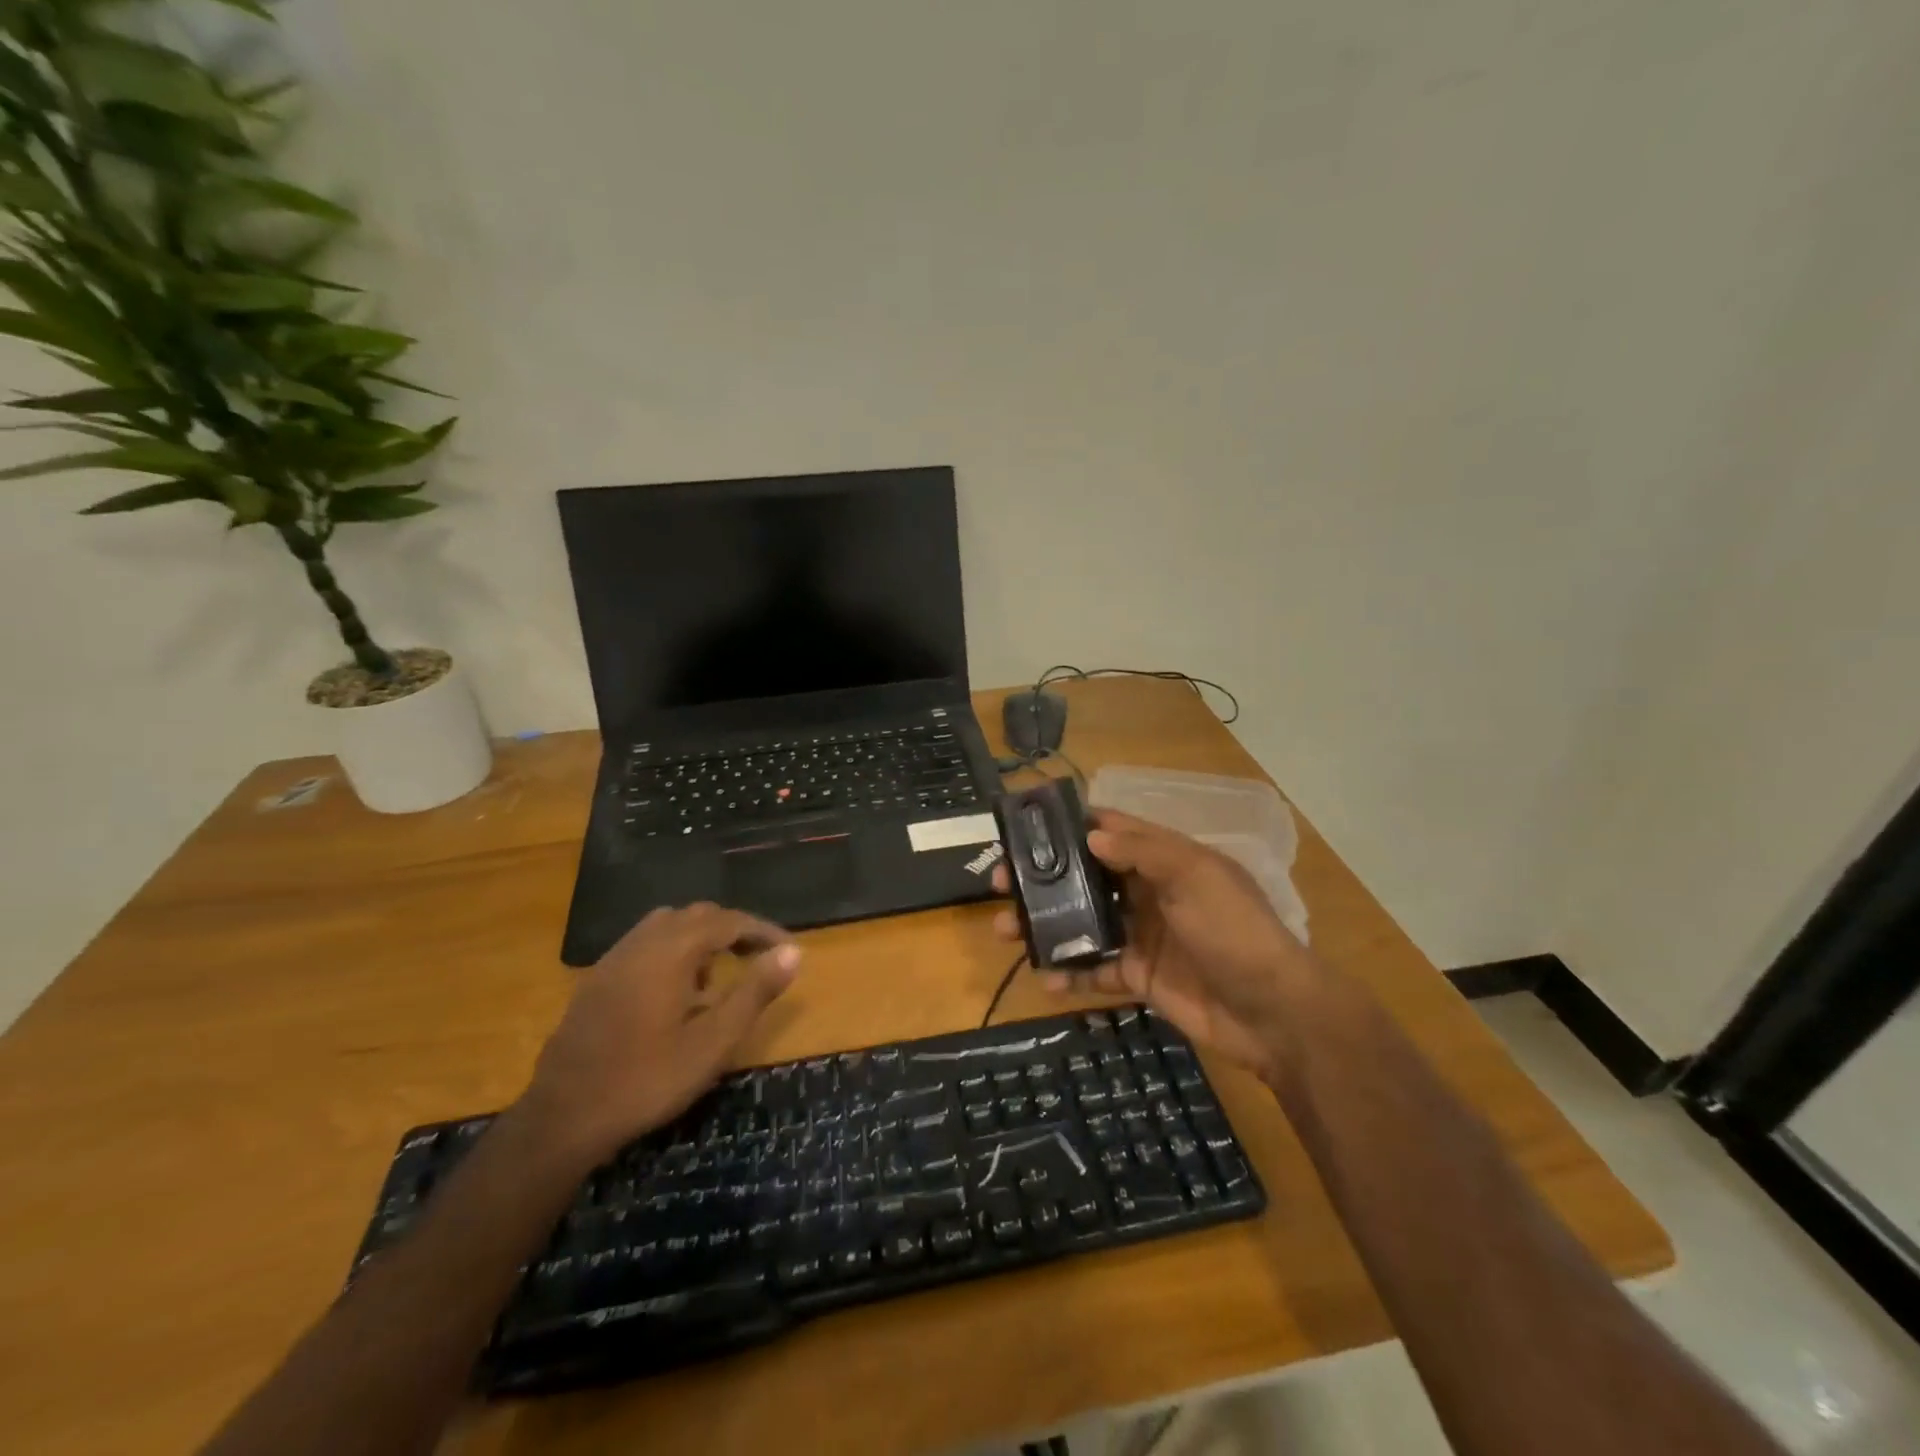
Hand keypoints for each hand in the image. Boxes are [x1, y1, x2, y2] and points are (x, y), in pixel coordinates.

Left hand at [521, 903, 800, 1162]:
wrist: (563, 1117)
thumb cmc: (647, 1080)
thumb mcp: (713, 1042)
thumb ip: (755, 992)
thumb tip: (793, 952)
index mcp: (672, 950)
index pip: (729, 921)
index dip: (762, 931)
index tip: (788, 949)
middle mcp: (642, 941)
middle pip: (698, 915)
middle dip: (733, 929)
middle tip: (759, 957)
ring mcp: (614, 958)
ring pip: (668, 926)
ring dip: (700, 938)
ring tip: (719, 973)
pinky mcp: (597, 979)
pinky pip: (644, 944)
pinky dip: (672, 951)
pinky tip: (676, 991)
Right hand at [994, 811, 1314, 1081]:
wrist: (1272, 1013)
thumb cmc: (1233, 931)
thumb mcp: (1195, 877)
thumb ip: (1143, 852)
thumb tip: (1091, 835)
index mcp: (1164, 859)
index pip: (1111, 831)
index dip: (1071, 826)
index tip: (1026, 827)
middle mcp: (1146, 891)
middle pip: (1085, 876)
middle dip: (1043, 878)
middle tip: (999, 883)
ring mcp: (1139, 934)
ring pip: (1080, 922)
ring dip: (1044, 924)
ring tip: (1005, 931)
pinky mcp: (1136, 975)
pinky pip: (1093, 969)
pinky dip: (1068, 973)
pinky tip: (1046, 979)